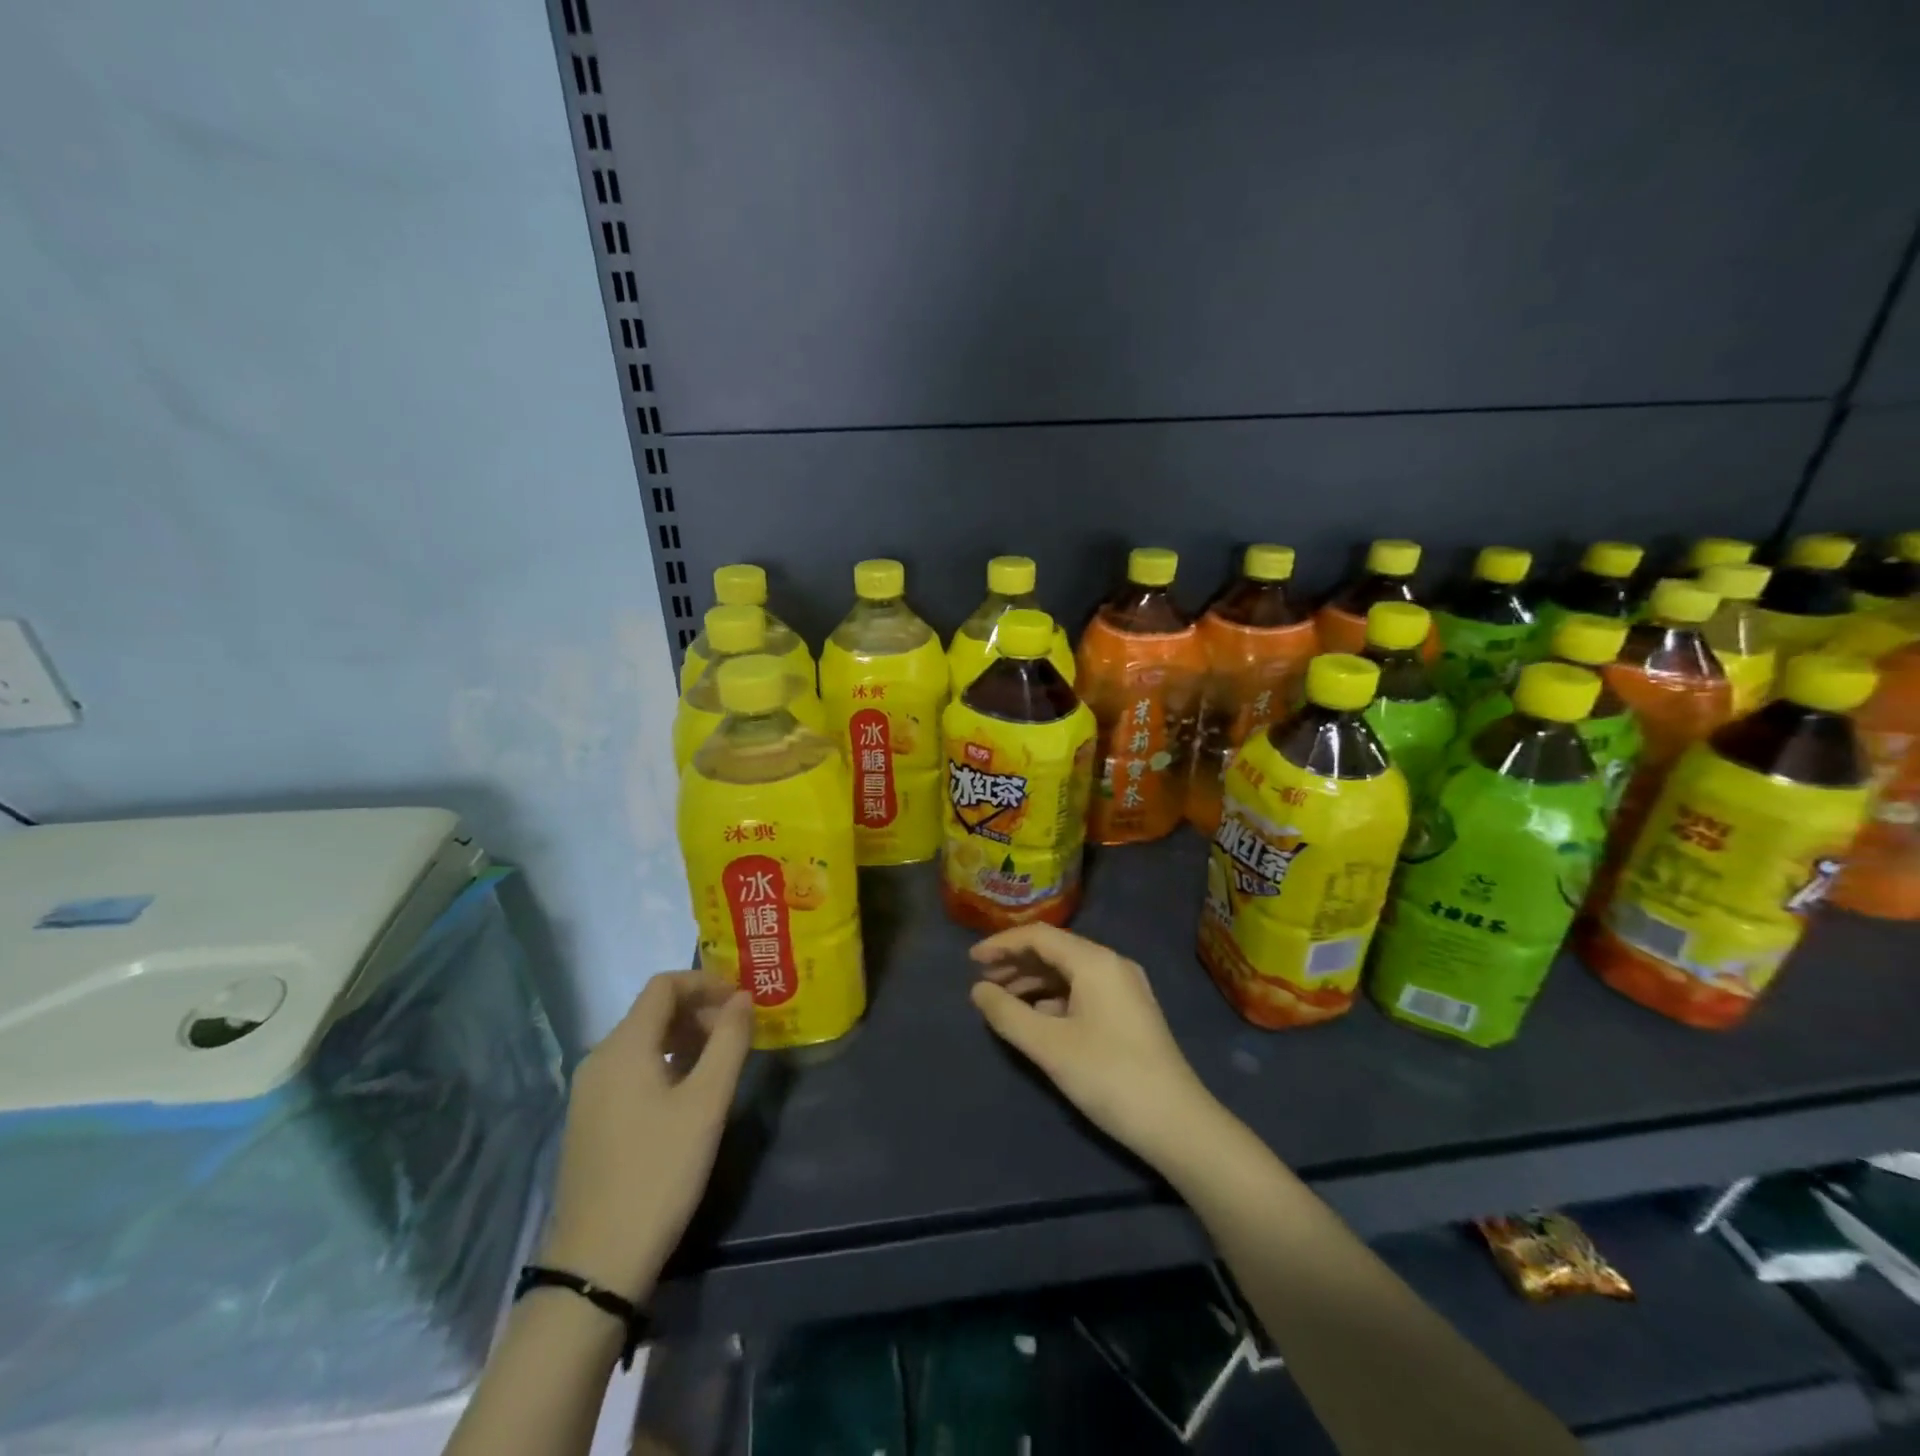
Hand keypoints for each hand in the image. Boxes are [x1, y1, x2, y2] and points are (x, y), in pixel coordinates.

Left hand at [538, 971, 751, 1301]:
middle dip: (699, 1011)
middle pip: (653, 1011)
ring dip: (684, 1038)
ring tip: (721, 1062)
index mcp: (623, 1046)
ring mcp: (589, 1091)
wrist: (597, 1262)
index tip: (742, 1000)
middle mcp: (599, 1058)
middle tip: (739, 1034)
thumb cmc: (659, 1171)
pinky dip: (664, 1063)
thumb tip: (743, 999)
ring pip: (642, 1041)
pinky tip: (689, 1094)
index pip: (664, 986)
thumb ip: (729, 1042)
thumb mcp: (707, 1103)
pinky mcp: (589, 1119)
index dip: (706, 982)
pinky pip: (631, 1069)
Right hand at [969, 924, 1219, 1169]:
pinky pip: (1082, 991)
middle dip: (1016, 963)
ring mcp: (1124, 989)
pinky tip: (1034, 1019)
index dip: (1001, 944)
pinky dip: (1053, 999)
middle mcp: (1112, 964)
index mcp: (1095, 961)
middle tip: (981, 982)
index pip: (1039, 936)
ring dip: (1033, 982)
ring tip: (1000, 1001)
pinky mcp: (1129, 1013)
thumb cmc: (1108, 1076)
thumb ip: (1007, 1014)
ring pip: (1068, 972)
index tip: (970, 961)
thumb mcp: (1049, 1045)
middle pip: (1055, 950)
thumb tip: (978, 991)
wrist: (1176, 1123)